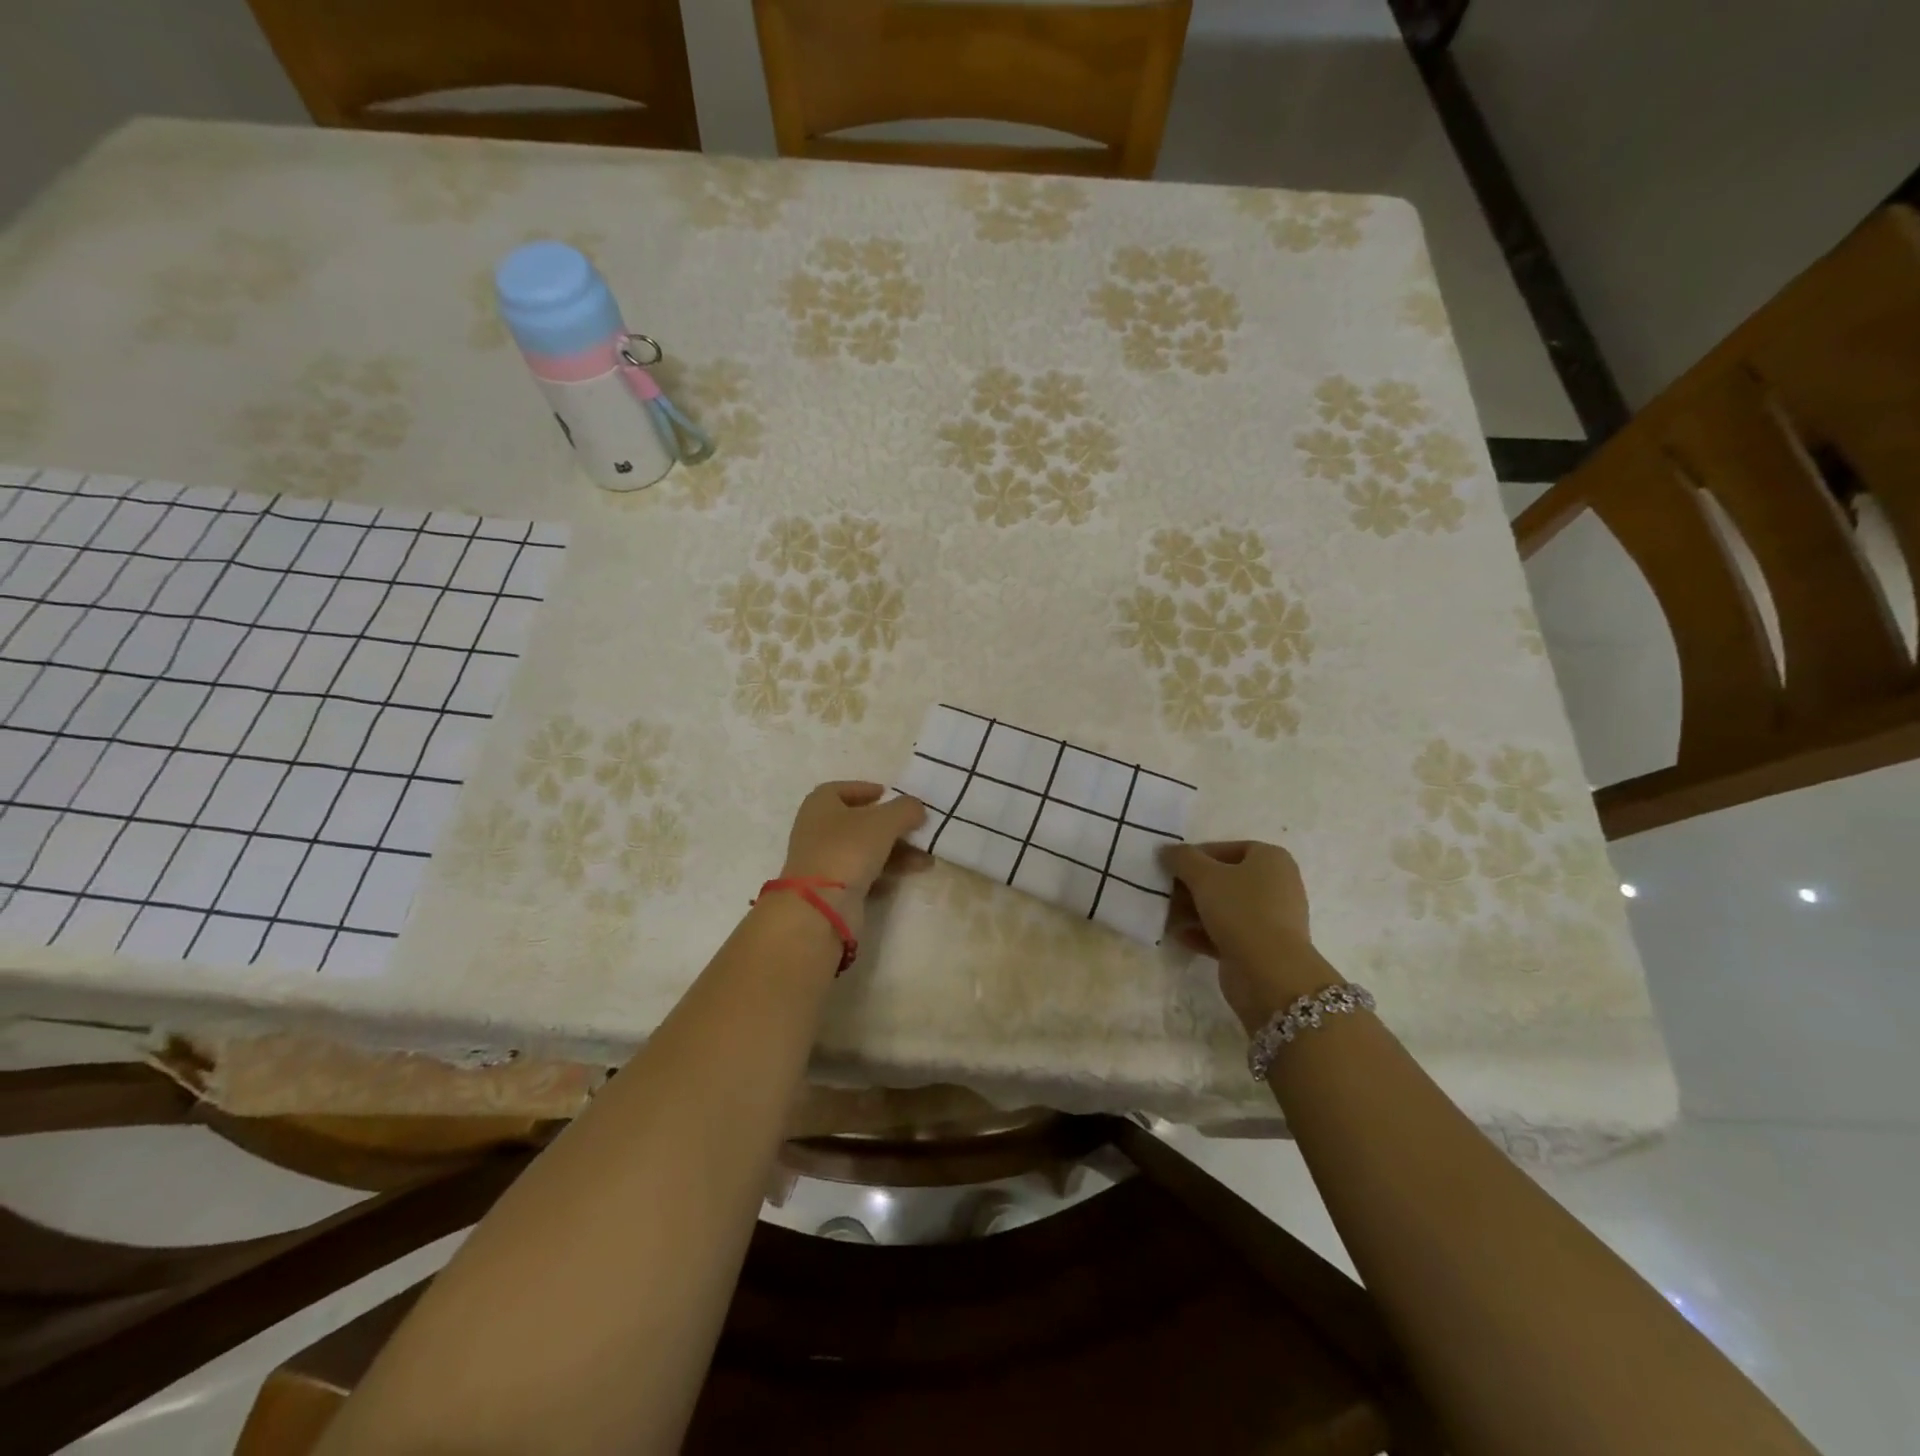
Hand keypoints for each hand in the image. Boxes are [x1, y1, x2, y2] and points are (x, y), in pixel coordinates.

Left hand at [778, 783, 928, 929]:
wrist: (821, 905)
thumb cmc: (849, 848)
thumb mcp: (884, 821)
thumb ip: (906, 809)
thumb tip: (917, 809)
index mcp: (821, 803)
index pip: (844, 789)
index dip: (868, 790)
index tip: (891, 796)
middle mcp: (818, 829)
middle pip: (860, 821)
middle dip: (893, 826)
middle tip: (918, 830)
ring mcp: (824, 859)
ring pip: (865, 849)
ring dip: (897, 851)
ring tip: (926, 859)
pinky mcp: (832, 887)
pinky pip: (864, 872)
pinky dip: (886, 872)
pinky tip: (909, 874)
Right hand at [1160, 840, 1338, 1030]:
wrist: (1269, 973)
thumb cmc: (1240, 910)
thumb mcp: (1204, 876)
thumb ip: (1183, 858)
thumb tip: (1167, 850)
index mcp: (1271, 860)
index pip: (1229, 848)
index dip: (1198, 854)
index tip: (1173, 866)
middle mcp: (1276, 885)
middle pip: (1225, 879)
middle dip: (1192, 886)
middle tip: (1166, 892)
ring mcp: (1270, 918)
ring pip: (1224, 907)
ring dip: (1194, 910)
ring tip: (1167, 916)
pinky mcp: (1261, 946)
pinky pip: (1227, 932)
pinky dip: (1203, 933)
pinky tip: (1179, 936)